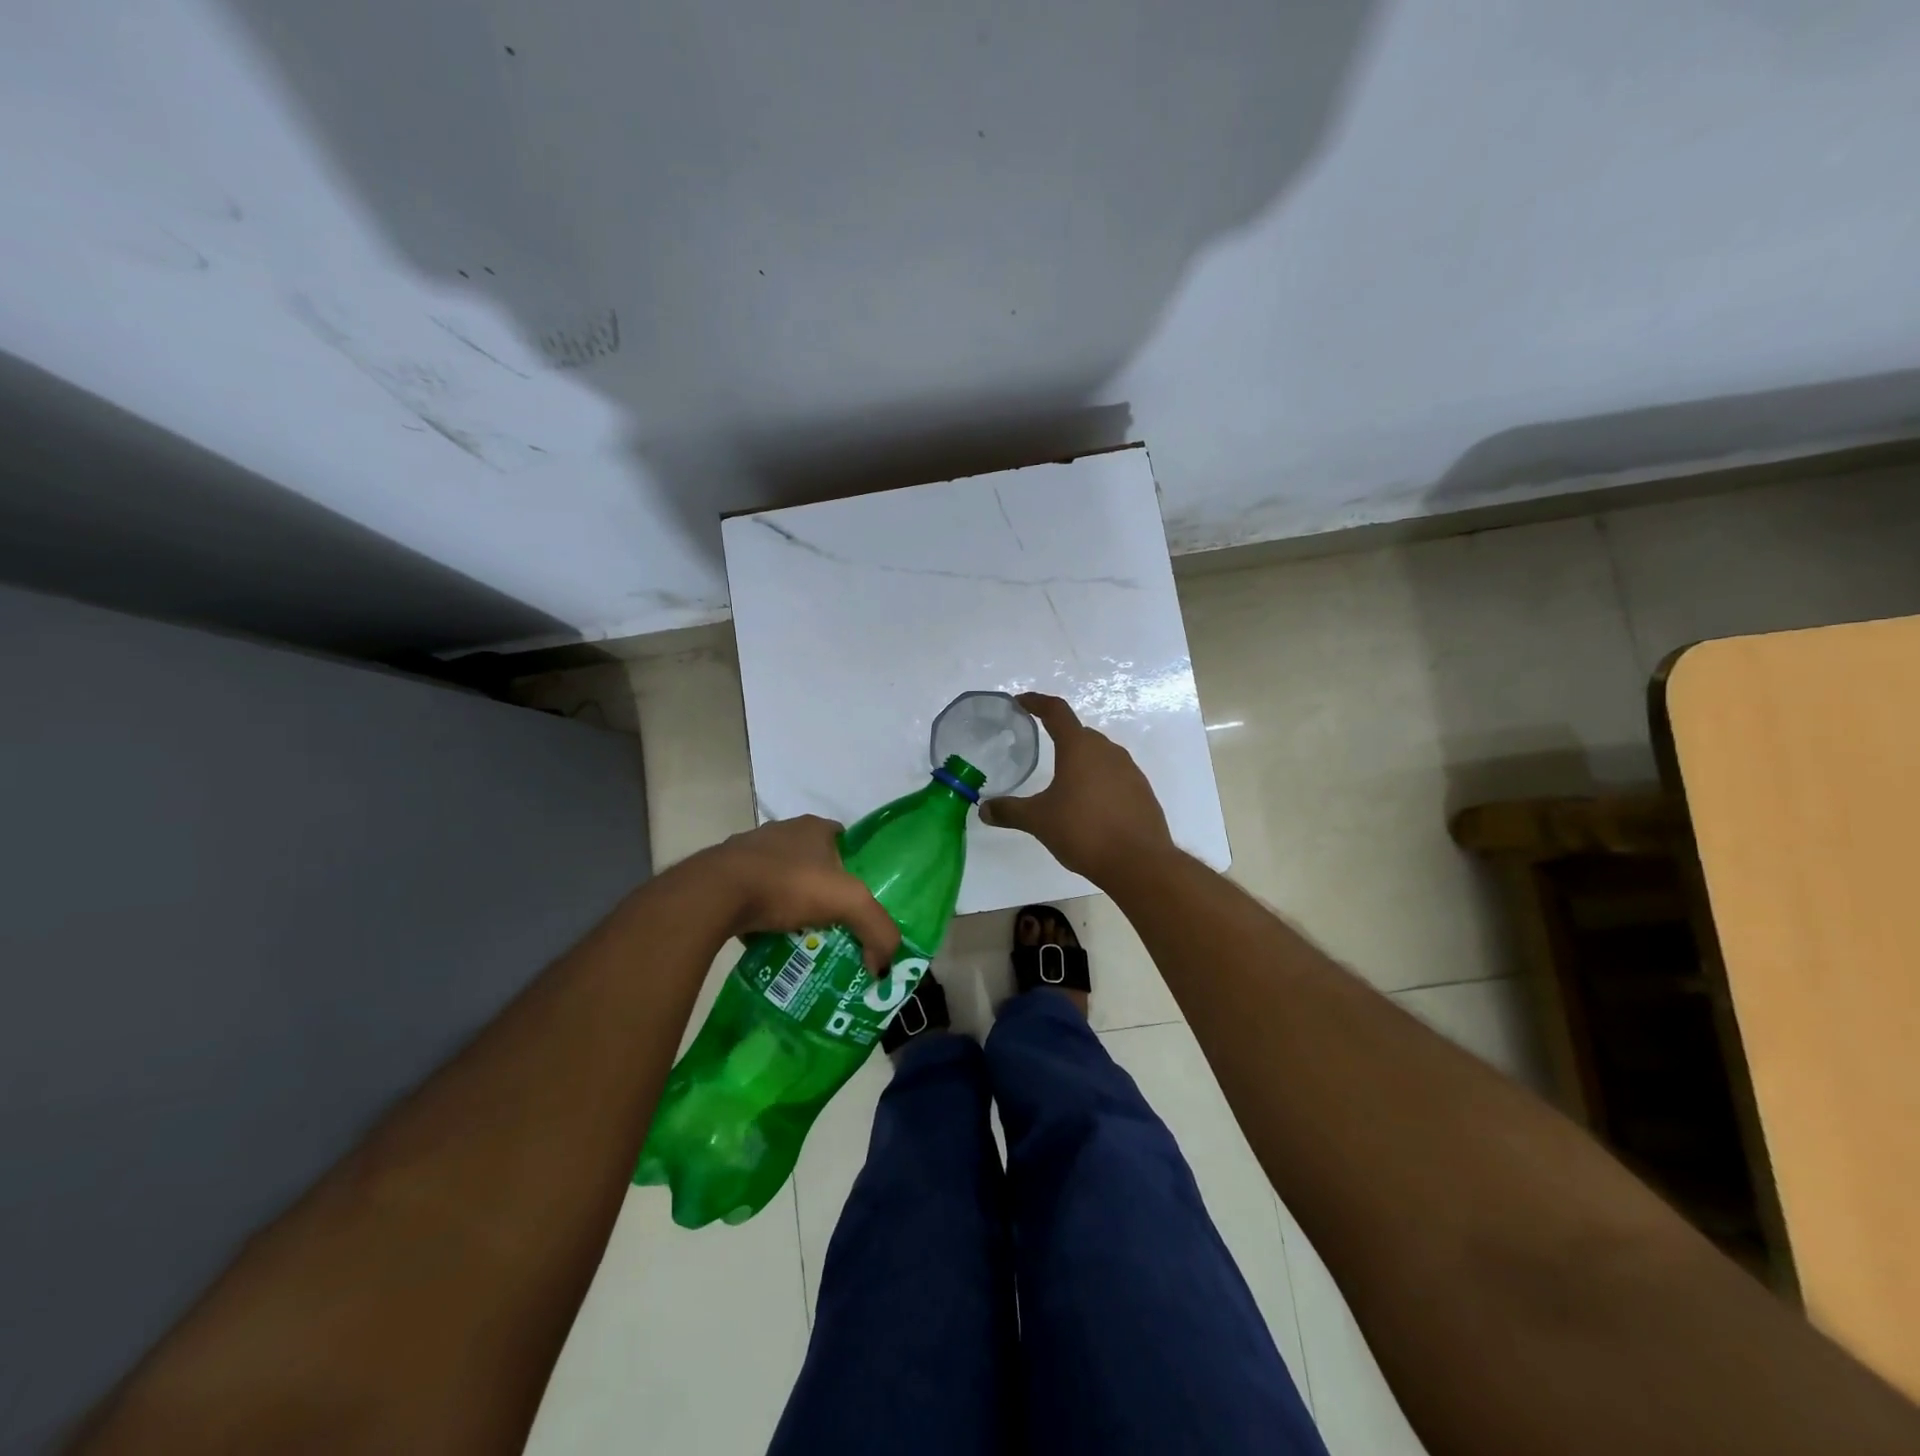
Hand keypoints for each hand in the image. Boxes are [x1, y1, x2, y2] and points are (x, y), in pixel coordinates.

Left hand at [689, 816, 901, 969]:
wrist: (715, 893)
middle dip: (822, 888)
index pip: (843, 839)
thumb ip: (877, 929)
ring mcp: (749, 850)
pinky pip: (752, 894)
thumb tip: (885, 966)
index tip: (857, 896)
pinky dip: (761, 912)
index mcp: (813, 827)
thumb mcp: (849, 903)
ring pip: (780, 877)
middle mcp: (782, 831)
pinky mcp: (723, 874)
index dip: (853, 865)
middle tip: (833, 922)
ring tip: (800, 934)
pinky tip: (767, 936)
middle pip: (812, 860)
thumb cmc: (788, 884)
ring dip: (789, 901)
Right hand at [980, 693, 1174, 884]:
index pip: (1056, 711)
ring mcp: (1129, 770)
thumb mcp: (1039, 821)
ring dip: (1080, 760)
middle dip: (1059, 735)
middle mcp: (1107, 751)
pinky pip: (1114, 775)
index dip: (1036, 702)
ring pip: (1099, 755)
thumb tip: (984, 810)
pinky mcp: (1142, 791)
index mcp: (1079, 747)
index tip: (1021, 702)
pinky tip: (1089, 803)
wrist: (1139, 862)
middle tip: (1040, 745)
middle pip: (1079, 733)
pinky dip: (1098, 780)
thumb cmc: (1084, 831)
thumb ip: (1010, 811)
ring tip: (1062, 779)